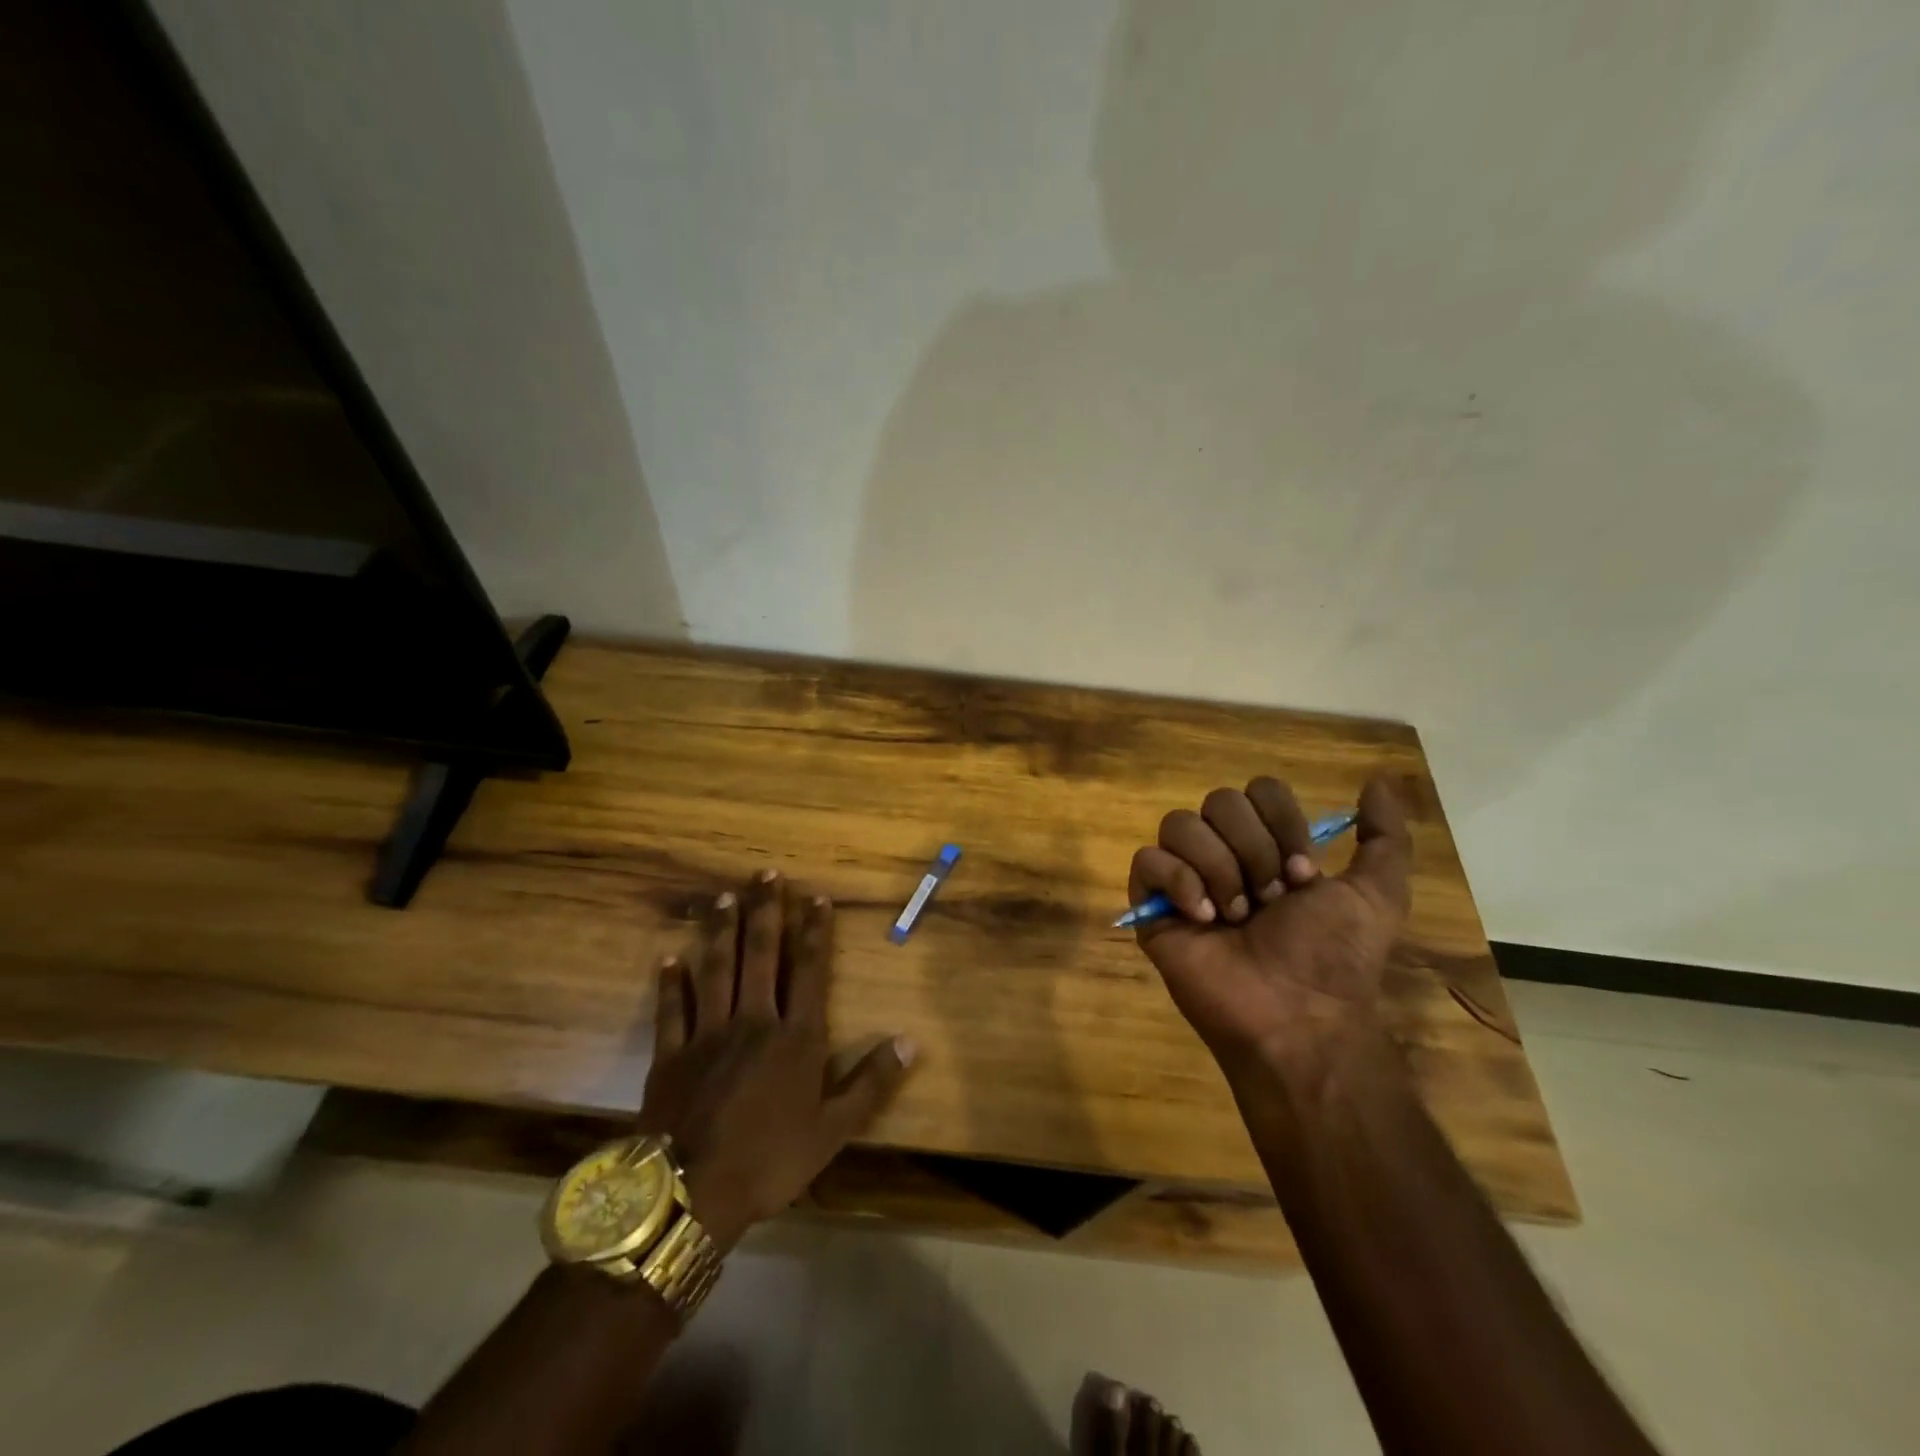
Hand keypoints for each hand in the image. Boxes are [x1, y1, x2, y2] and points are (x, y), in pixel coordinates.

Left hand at [636, 870, 915, 1251]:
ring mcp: (708, 1034)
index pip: (809, 970)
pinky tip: (669, 958)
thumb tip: (911, 1042)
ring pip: (717, 970)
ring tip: (723, 898)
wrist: (694, 1192)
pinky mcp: (672, 1055)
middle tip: (765, 874)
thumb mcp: (833, 1130)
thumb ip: (871, 1083)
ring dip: (721, 932)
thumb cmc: (771, 1160)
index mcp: (795, 1036)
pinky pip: (672, 1010)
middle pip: (761, 956)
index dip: (814, 931)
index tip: (816, 897)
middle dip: (766, 912)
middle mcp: (754, 1021)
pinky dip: (671, 984)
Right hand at [1129, 776, 1411, 1074]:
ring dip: (1219, 868)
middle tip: (1271, 899)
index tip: (1303, 875)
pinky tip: (1204, 919)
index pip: (1259, 791)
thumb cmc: (1335, 957)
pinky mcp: (1151, 905)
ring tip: (1237, 915)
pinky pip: (1147, 861)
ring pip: (1179, 824)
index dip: (1283, 824)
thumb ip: (1385, 837)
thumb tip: (1377, 780)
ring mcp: (1184, 879)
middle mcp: (1224, 854)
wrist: (1296, 1014)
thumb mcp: (1377, 895)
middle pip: (1220, 801)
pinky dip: (1179, 882)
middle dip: (1254, 850)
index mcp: (1268, 847)